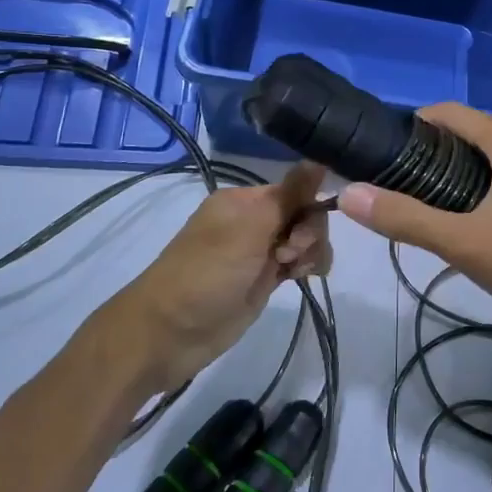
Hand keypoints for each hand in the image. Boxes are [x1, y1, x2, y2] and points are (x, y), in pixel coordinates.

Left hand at [98, 164, 329, 390]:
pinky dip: (307, 265)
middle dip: (309, 233)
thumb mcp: (249, 228)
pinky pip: (298, 261)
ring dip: (311, 251)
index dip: (308, 208)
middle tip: (289, 256)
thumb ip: (289, 195)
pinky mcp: (265, 278)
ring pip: (305, 239)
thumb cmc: (207, 273)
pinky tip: (304, 277)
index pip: (295, 190)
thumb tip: (320, 158)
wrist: (171, 333)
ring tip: (295, 271)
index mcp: (244, 200)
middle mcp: (253, 220)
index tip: (299, 234)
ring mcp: (260, 250)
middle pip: (304, 214)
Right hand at [338, 104, 491, 345]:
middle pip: (471, 131)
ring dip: (460, 169)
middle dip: (433, 151)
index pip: (449, 112)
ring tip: (430, 204)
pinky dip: (488, 183)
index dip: (413, 126)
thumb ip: (405, 218)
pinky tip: (476, 218)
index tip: (383, 153)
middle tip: (400, 186)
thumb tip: (349, 193)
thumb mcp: (464, 243)